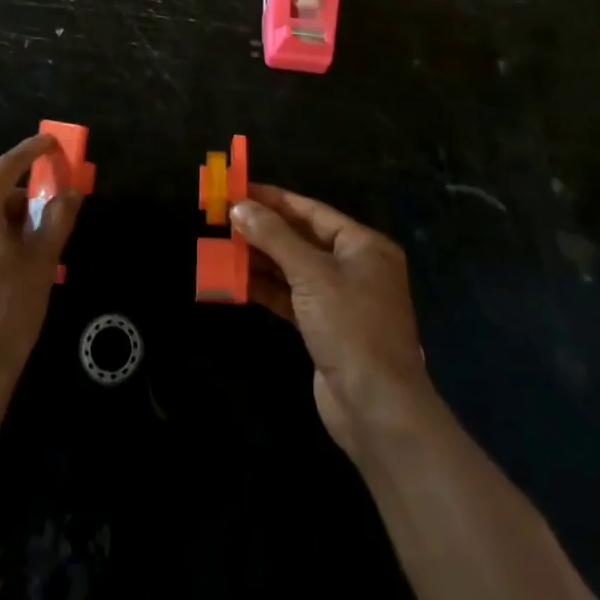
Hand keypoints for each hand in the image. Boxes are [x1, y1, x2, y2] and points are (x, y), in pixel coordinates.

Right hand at [231, 184, 437, 457]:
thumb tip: (240, 207)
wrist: (376, 409)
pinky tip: (236, 281)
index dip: (274, 199)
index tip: (239, 190)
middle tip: (224, 218)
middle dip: (264, 229)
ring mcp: (340, 300)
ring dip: (261, 259)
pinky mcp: (325, 328)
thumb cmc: (350, 327)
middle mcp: (354, 267)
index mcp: (363, 245)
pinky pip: (291, 297)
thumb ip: (274, 237)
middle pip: (302, 238)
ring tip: (223, 246)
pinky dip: (267, 288)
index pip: (312, 211)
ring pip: (294, 268)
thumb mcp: (311, 274)